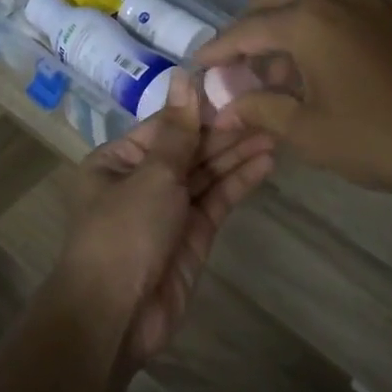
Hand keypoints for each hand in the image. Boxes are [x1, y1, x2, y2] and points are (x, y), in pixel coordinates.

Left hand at [56, 72, 274, 365]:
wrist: (116, 316)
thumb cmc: (124, 232)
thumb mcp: (151, 174)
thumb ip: (178, 130)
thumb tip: (183, 75)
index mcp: (117, 161)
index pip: (165, 126)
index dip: (199, 109)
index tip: (235, 88)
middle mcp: (141, 181)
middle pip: (188, 149)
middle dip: (224, 132)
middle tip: (266, 109)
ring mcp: (168, 210)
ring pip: (206, 174)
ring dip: (237, 154)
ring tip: (275, 132)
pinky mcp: (192, 236)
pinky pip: (216, 201)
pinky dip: (239, 183)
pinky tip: (266, 163)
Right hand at [196, 0, 391, 198]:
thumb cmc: (382, 138)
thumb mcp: (310, 132)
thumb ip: (261, 110)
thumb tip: (227, 105)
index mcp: (307, 19)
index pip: (245, 29)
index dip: (218, 50)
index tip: (199, 65)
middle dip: (249, 30)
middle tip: (240, 69)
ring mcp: (369, 0)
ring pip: (307, 0)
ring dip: (284, 28)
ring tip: (279, 76)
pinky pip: (338, 9)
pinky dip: (316, 29)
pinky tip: (320, 69)